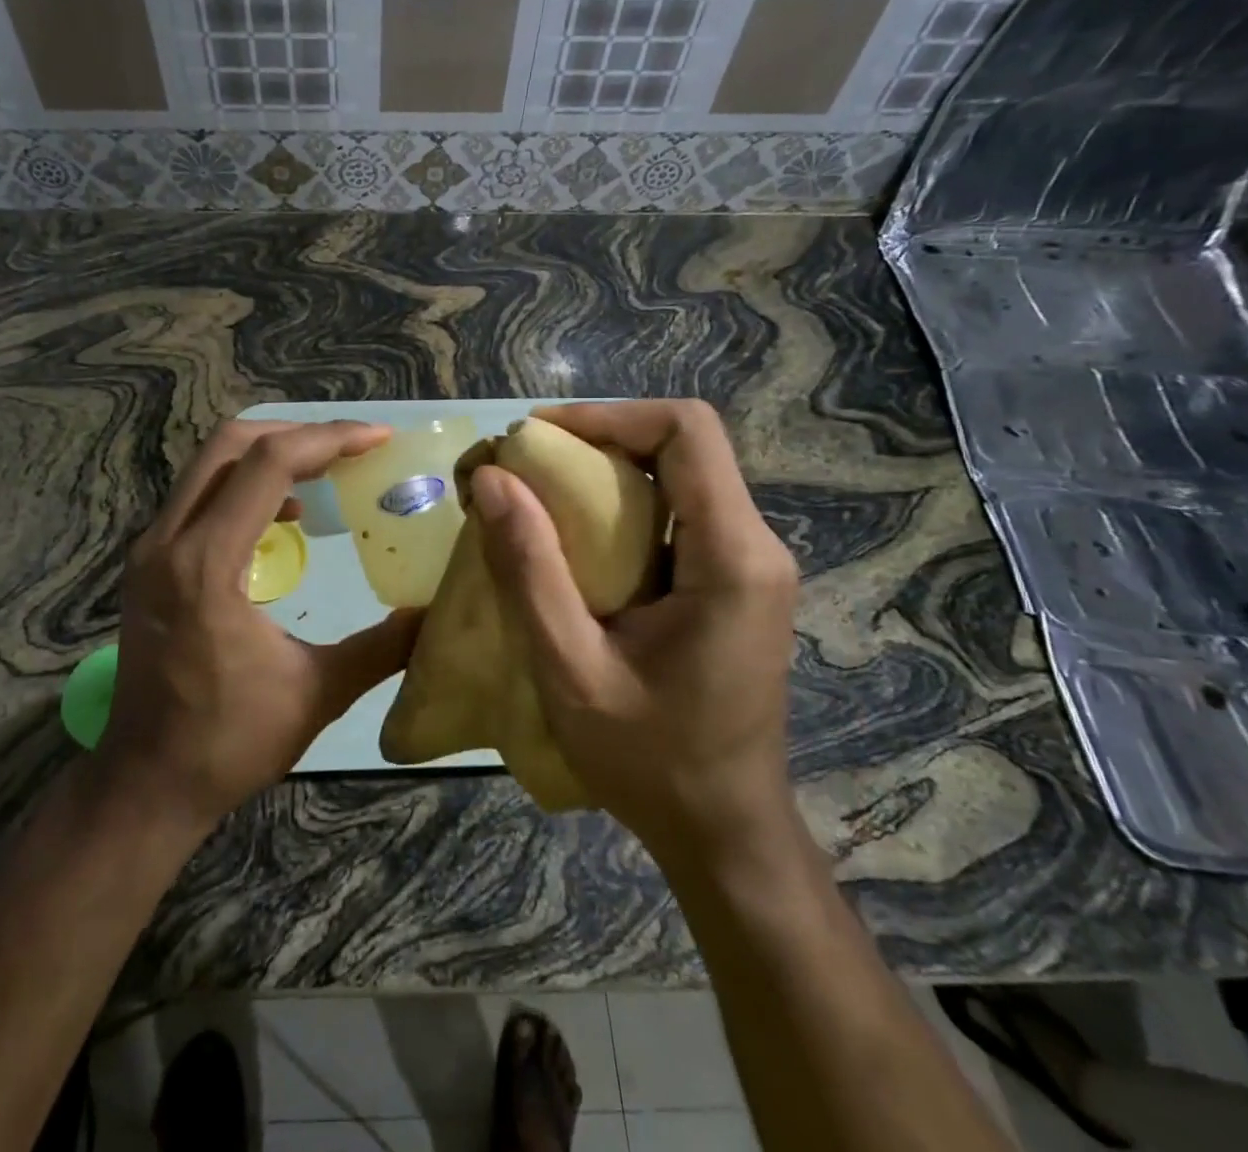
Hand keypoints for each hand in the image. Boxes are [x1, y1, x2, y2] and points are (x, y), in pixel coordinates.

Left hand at [97, 420, 420, 831]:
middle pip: (229, 444)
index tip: (377, 440)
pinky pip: (198, 496)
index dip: (329, 440)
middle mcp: (167, 540)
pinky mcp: (148, 564)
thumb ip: (382, 647)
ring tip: (325, 471)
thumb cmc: (228, 742)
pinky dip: (244, 486)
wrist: (144, 784)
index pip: (269, 465)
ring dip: (269, 456)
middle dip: (296, 434)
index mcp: (207, 564)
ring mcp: (150, 549)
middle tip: (350, 447)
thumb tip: (434, 614)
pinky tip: (284, 516)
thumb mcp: (317, 692)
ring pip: (208, 465)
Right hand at [469, 401, 798, 854]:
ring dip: (606, 472)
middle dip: (598, 439)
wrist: (723, 832)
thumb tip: (492, 480)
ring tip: (538, 495)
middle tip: (526, 465)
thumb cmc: (651, 760)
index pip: (687, 431)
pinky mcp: (733, 583)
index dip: (609, 415)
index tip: (539, 437)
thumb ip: (529, 570)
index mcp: (733, 558)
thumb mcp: (571, 668)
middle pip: (682, 446)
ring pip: (679, 476)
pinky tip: (574, 541)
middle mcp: (755, 546)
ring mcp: (750, 565)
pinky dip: (621, 508)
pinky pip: (677, 515)